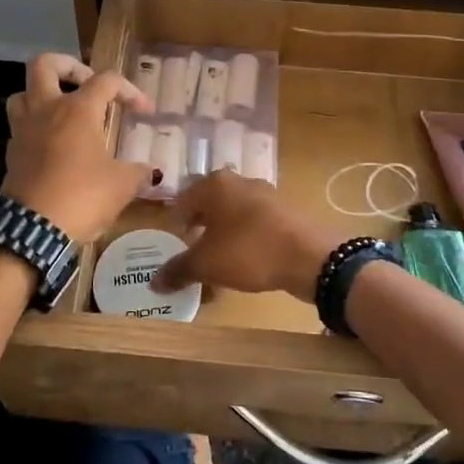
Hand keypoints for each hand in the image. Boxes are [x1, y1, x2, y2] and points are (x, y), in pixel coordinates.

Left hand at [2, 54, 153, 241]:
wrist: (33, 230)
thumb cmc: (82, 197)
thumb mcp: (122, 185)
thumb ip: (138, 172)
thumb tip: (150, 172)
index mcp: (77, 109)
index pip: (107, 81)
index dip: (130, 91)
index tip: (145, 112)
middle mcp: (46, 110)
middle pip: (45, 64)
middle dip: (68, 66)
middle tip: (87, 85)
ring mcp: (24, 130)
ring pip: (23, 93)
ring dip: (43, 95)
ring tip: (64, 111)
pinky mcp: (12, 153)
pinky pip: (20, 126)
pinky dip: (36, 127)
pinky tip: (54, 146)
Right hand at [151, 172, 342, 303]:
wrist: (310, 256)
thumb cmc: (249, 251)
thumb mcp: (206, 264)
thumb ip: (178, 269)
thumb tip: (153, 282)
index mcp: (214, 184)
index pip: (183, 201)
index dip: (175, 225)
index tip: (173, 247)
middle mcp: (239, 181)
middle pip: (209, 204)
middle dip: (199, 229)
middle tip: (193, 254)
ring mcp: (266, 193)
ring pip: (234, 213)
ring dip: (223, 234)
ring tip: (219, 261)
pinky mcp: (285, 211)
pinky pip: (255, 223)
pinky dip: (246, 238)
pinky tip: (247, 260)